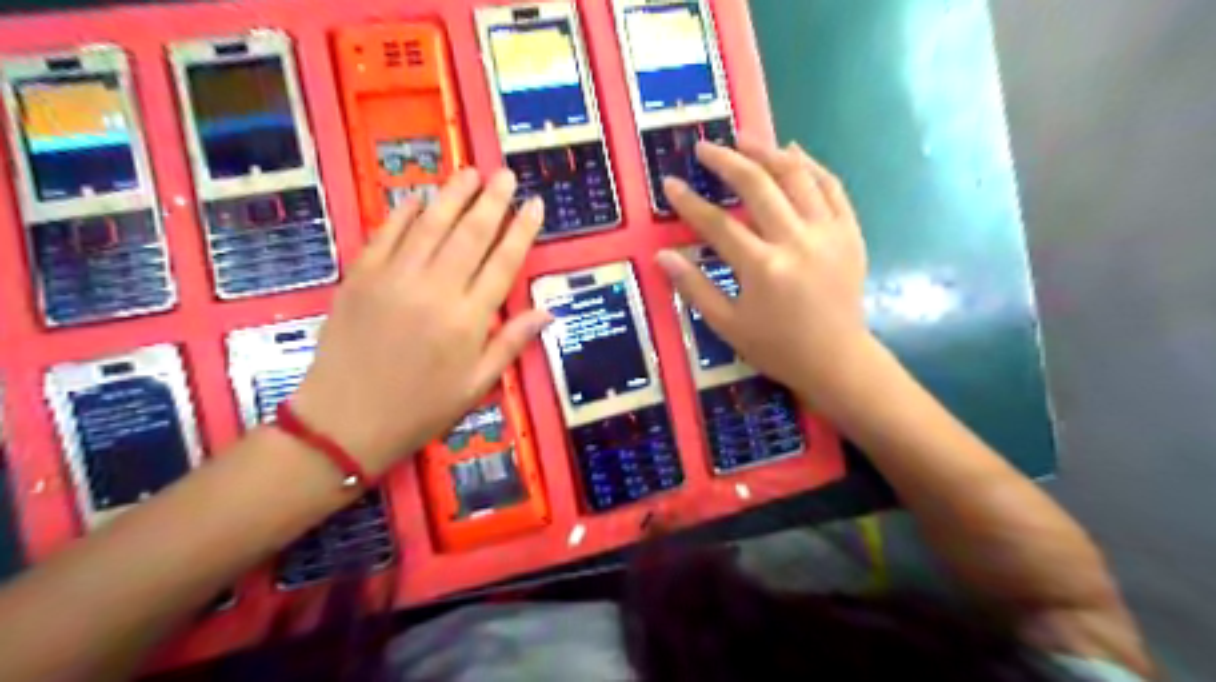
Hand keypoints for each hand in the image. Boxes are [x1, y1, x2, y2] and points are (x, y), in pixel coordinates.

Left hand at [290, 168, 548, 476]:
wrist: (344, 423)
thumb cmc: (419, 410)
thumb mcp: (476, 386)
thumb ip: (511, 343)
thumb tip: (547, 312)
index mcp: (468, 320)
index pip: (503, 263)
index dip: (521, 230)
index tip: (534, 205)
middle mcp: (435, 290)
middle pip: (470, 234)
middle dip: (492, 201)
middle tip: (505, 174)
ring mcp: (394, 279)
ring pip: (430, 225)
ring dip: (452, 195)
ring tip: (470, 173)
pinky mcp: (360, 278)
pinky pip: (386, 235)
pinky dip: (403, 212)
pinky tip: (417, 197)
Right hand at [662, 138, 869, 403]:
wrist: (837, 361)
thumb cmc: (777, 348)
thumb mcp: (727, 326)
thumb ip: (694, 287)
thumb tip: (663, 256)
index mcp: (762, 267)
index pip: (717, 223)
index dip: (689, 202)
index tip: (670, 183)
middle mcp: (796, 240)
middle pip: (757, 185)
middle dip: (727, 161)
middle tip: (705, 147)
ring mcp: (827, 232)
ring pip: (796, 176)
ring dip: (767, 152)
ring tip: (744, 139)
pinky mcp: (849, 232)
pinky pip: (831, 187)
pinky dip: (811, 165)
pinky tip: (793, 151)